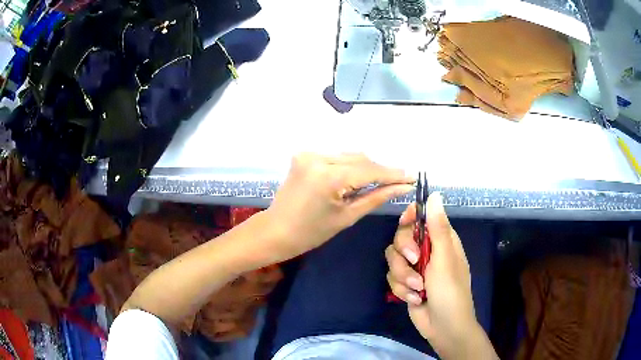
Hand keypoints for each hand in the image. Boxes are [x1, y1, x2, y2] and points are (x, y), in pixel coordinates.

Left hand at [266, 153, 413, 261]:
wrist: (276, 230)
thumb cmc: (311, 232)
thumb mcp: (347, 216)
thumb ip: (376, 197)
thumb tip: (403, 187)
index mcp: (329, 176)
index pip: (370, 170)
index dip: (393, 174)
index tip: (413, 176)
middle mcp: (318, 157)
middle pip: (360, 159)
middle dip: (381, 170)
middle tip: (400, 180)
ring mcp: (309, 153)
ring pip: (349, 155)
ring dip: (366, 166)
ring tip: (382, 180)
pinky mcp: (304, 155)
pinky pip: (335, 157)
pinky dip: (349, 165)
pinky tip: (358, 177)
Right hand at [386, 193, 490, 358]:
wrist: (444, 327)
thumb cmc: (450, 291)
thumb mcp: (445, 259)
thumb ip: (438, 228)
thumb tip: (435, 195)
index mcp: (440, 240)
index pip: (421, 218)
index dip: (410, 217)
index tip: (405, 222)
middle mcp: (426, 251)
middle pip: (401, 237)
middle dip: (404, 252)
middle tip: (415, 262)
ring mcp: (414, 268)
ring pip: (393, 260)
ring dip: (403, 276)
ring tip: (417, 289)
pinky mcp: (405, 284)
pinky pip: (392, 278)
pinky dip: (402, 290)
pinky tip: (415, 299)